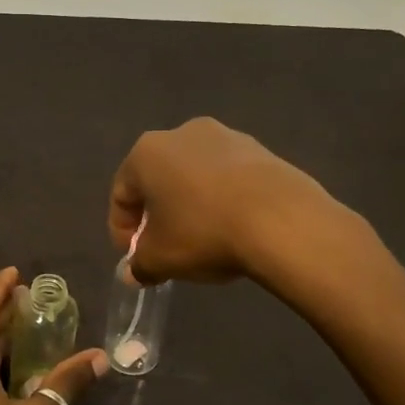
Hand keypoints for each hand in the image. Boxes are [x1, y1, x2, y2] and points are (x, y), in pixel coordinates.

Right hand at [109, 117, 331, 284]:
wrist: (282, 219)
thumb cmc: (204, 232)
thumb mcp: (161, 258)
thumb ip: (139, 264)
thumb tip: (132, 272)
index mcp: (147, 153)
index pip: (121, 193)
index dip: (122, 229)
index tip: (135, 257)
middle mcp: (182, 133)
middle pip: (158, 179)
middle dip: (157, 214)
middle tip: (165, 247)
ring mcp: (225, 136)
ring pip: (194, 175)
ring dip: (191, 204)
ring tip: (203, 239)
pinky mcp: (260, 149)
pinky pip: (228, 177)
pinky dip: (223, 199)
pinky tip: (234, 226)